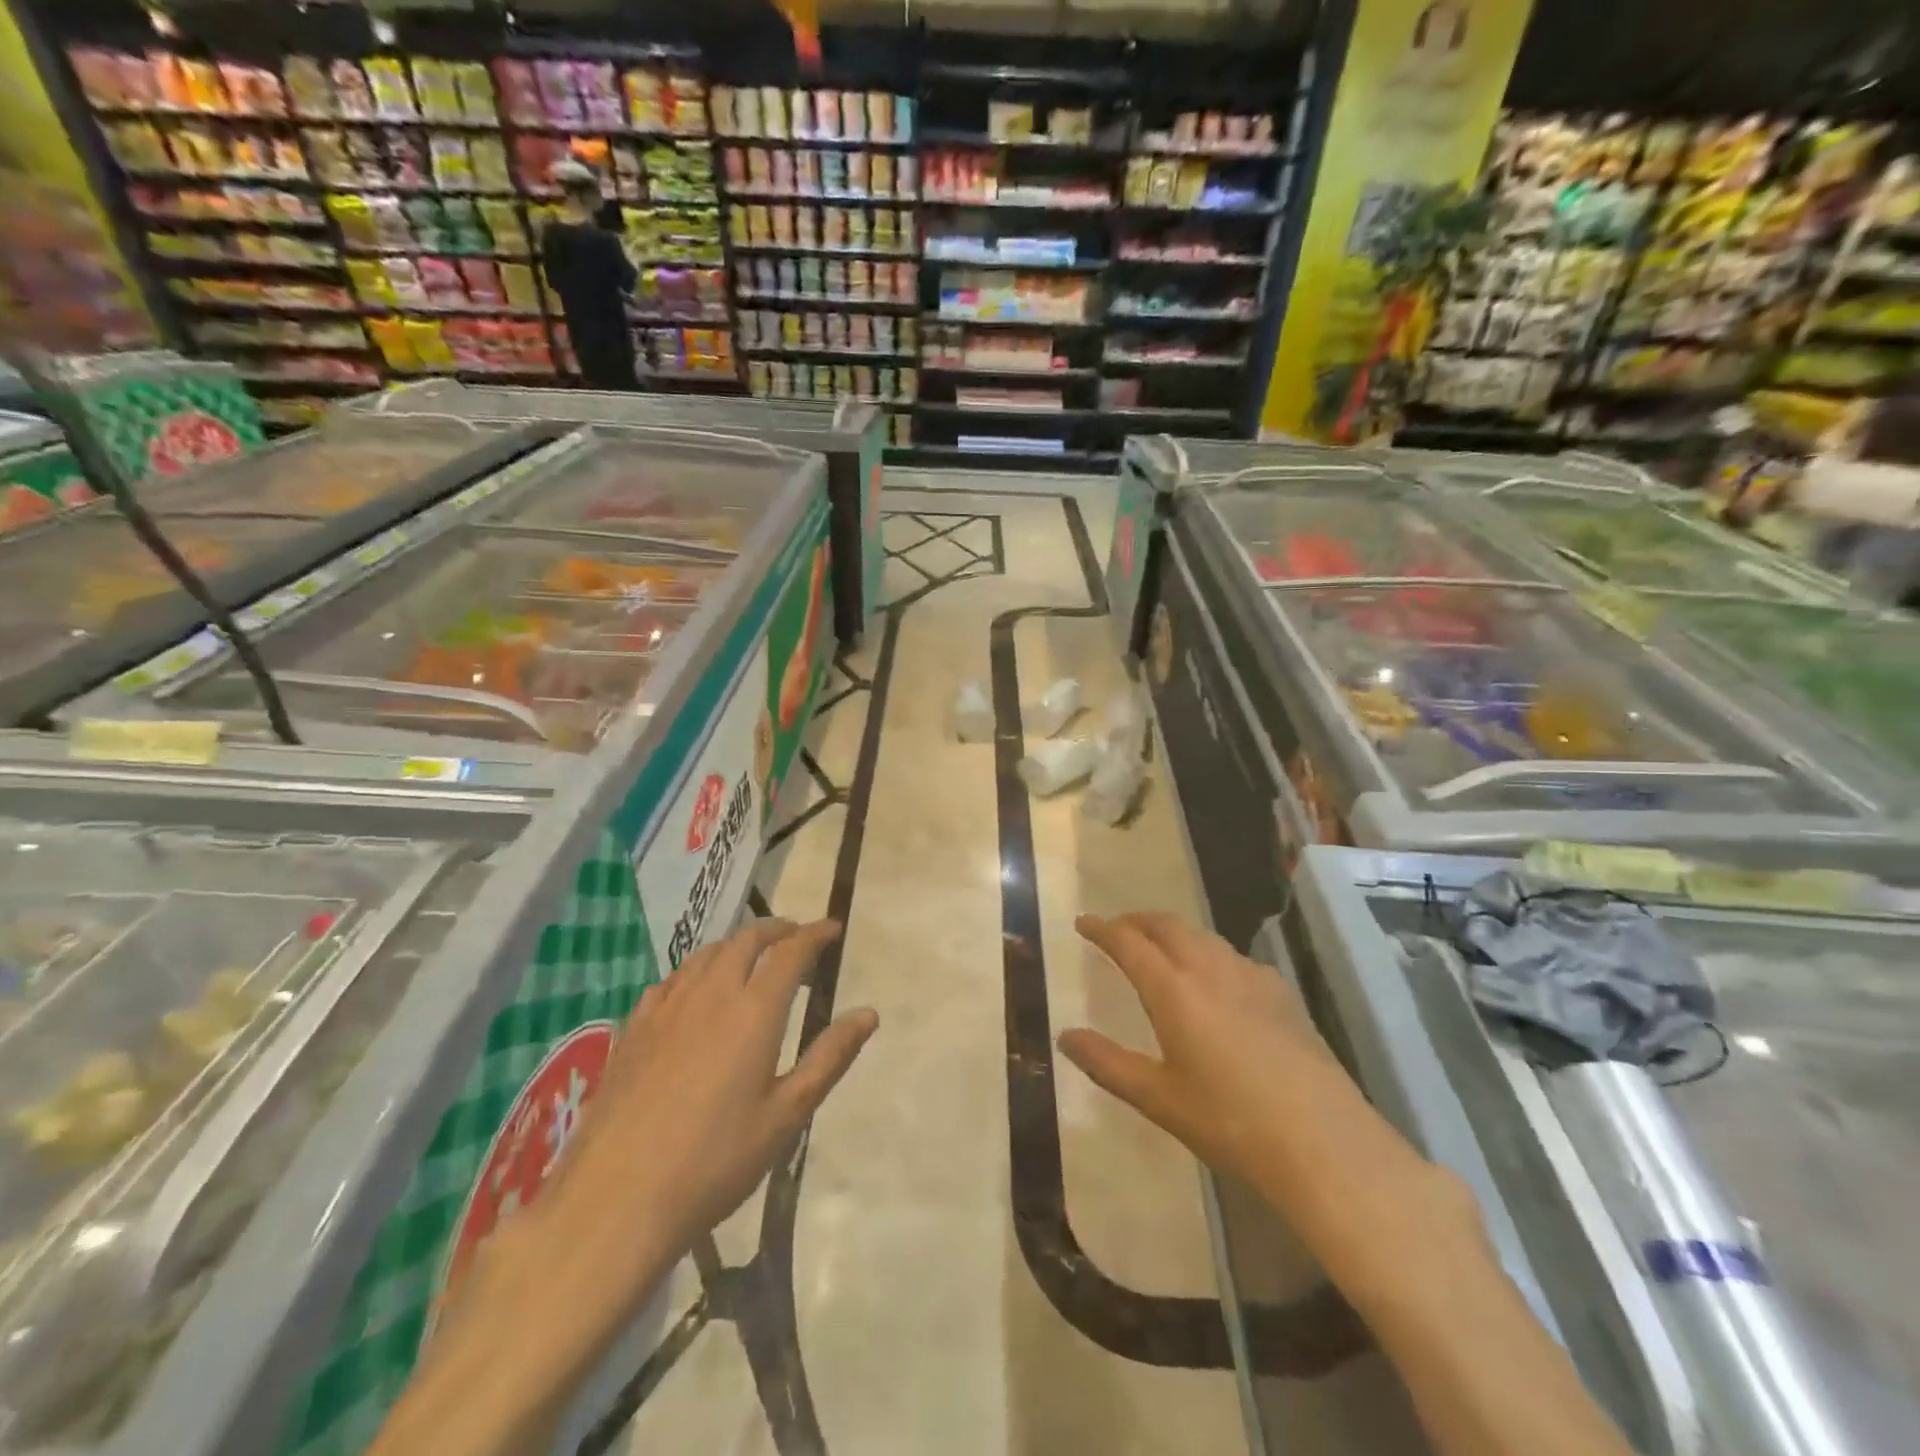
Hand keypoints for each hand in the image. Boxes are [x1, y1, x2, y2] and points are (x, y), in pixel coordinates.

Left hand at [542, 918, 877, 1275]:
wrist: (616, 1199)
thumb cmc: (715, 1161)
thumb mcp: (786, 1115)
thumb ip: (829, 1057)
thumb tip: (869, 1014)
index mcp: (754, 1010)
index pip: (791, 951)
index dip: (815, 933)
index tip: (832, 928)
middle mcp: (711, 994)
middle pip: (746, 941)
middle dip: (777, 930)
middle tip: (796, 937)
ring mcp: (667, 1008)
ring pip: (707, 954)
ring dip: (737, 945)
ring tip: (752, 958)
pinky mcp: (634, 1028)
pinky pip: (672, 980)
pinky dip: (696, 970)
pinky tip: (695, 993)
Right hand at [1062, 911, 1483, 1307]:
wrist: (1323, 1142)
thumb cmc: (1229, 1123)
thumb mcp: (1158, 1098)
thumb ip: (1107, 1063)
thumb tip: (1065, 1036)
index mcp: (1174, 989)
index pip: (1128, 943)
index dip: (1102, 929)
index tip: (1083, 922)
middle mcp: (1210, 969)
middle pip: (1167, 925)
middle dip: (1137, 920)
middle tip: (1118, 929)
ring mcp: (1251, 977)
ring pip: (1203, 936)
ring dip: (1173, 932)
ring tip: (1160, 948)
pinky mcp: (1282, 994)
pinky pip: (1234, 957)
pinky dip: (1209, 953)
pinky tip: (1216, 981)